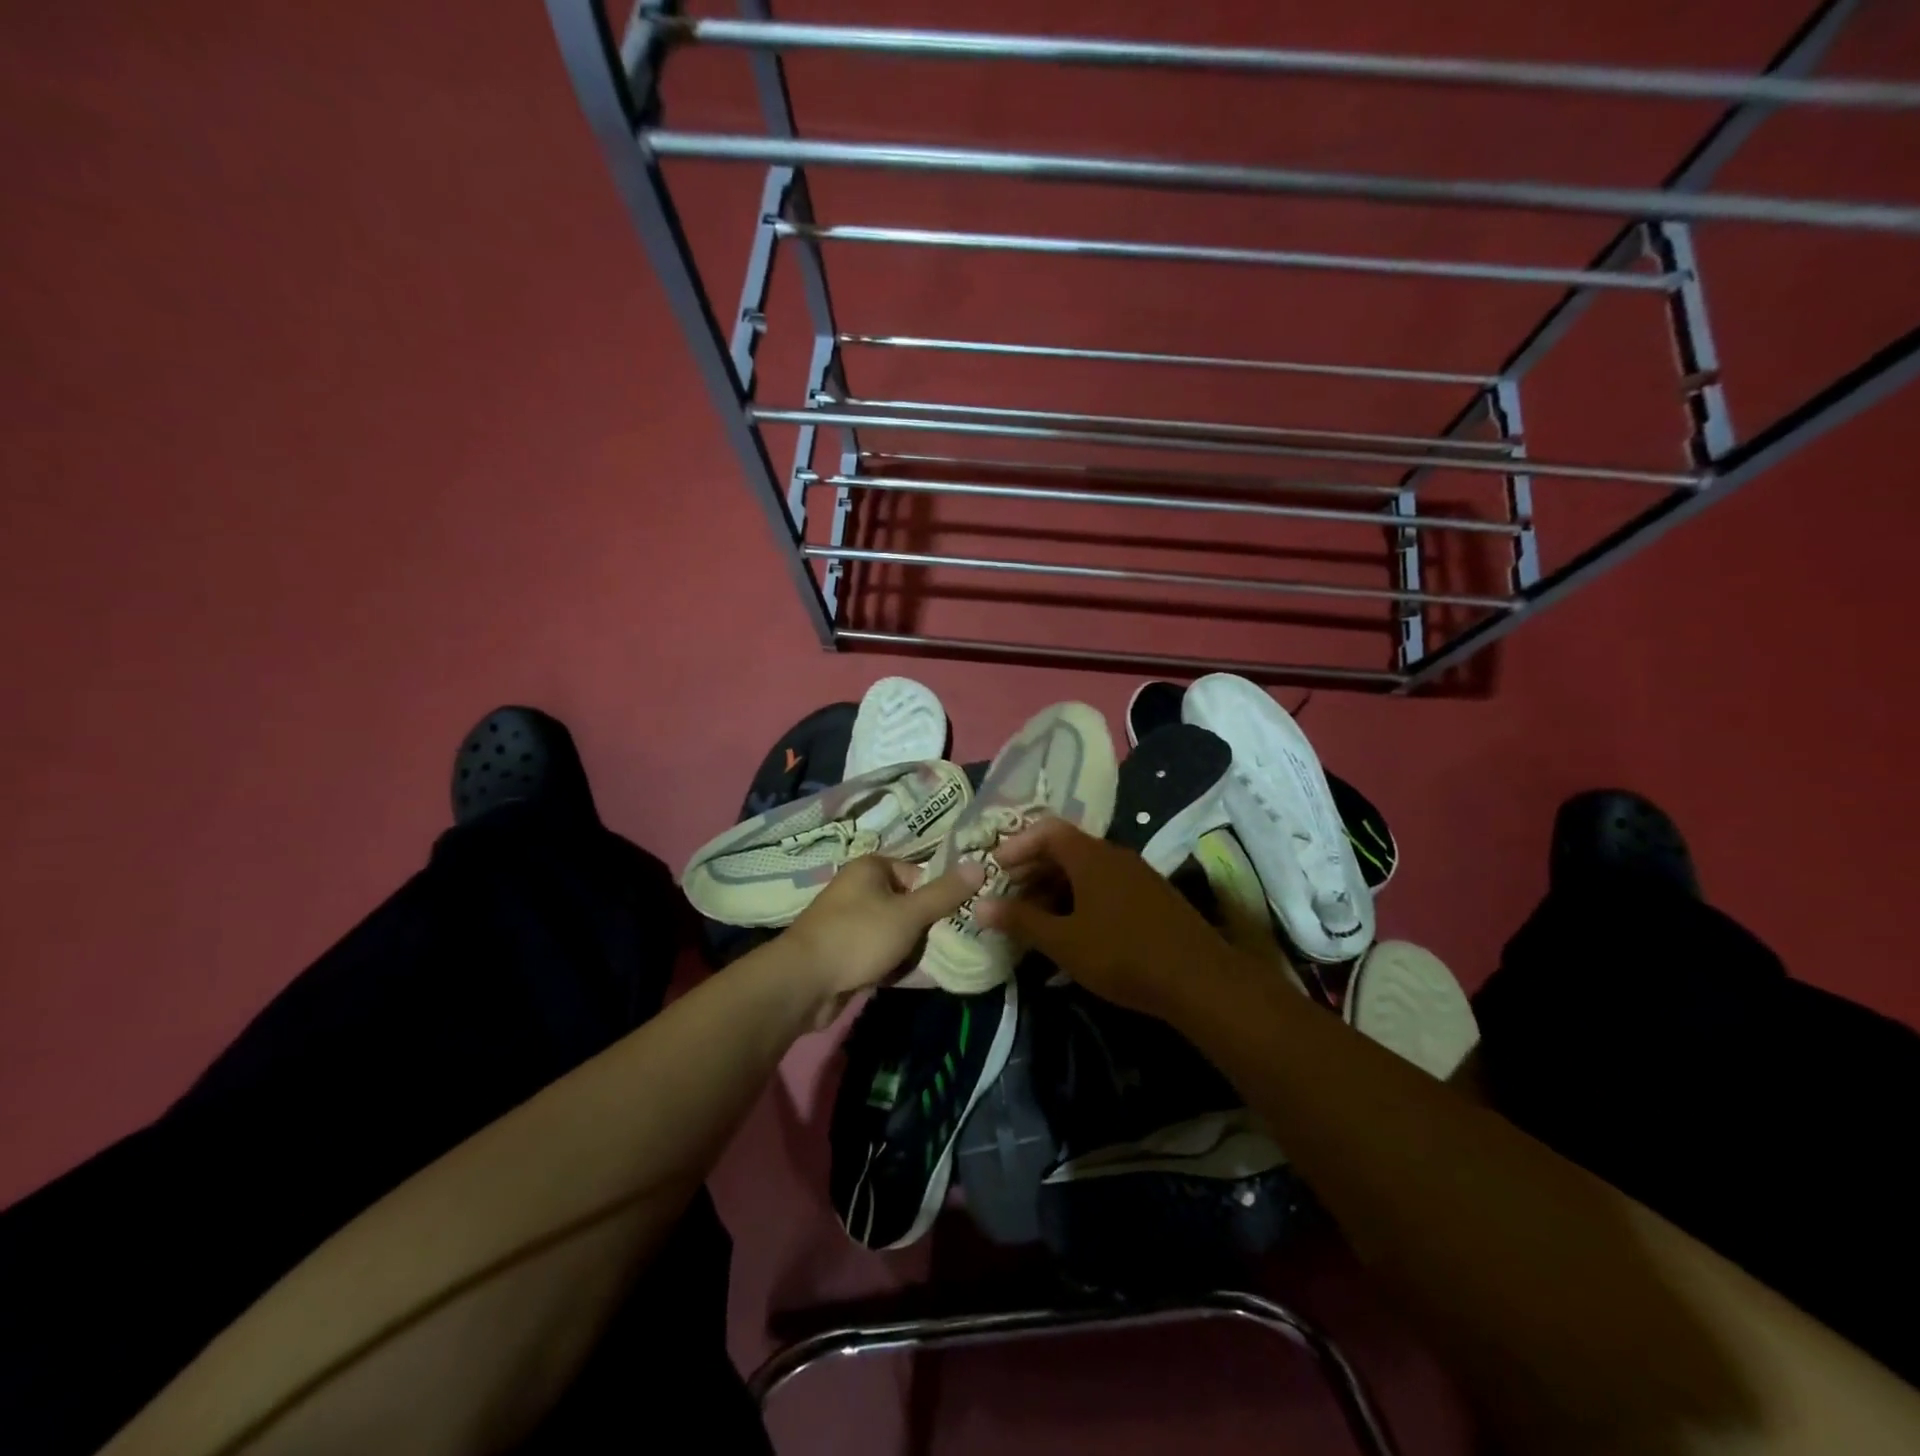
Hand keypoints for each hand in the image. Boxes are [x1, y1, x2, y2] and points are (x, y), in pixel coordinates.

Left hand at [782, 854, 984, 1028]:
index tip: (958, 919)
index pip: (919, 874)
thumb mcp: (909, 913)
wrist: (803, 983)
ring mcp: (851, 922)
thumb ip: (945, 894)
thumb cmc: (859, 936)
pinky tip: (913, 978)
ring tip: (936, 964)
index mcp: (871, 868)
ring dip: (914, 949)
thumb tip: (980, 866)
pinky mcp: (846, 952)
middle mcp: (859, 889)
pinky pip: (881, 953)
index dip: (940, 896)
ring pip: (896, 931)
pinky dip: (896, 964)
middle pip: (909, 904)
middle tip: (952, 944)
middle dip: (929, 927)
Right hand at [972, 816, 1242, 1020]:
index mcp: (1091, 856)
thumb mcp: (1064, 942)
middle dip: (1033, 868)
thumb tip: (980, 905)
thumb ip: (1021, 921)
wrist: (1199, 979)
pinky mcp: (1152, 897)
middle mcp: (1115, 855)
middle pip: (1066, 848)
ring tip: (1036, 917)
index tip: (996, 868)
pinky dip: (1081, 898)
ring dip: (1056, 887)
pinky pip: (1106, 885)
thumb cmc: (1122, 954)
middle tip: (1009, 895)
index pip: (1047, 830)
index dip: (1017, 845)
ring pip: (1087, 870)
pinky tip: (1075, 930)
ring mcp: (1137, 875)